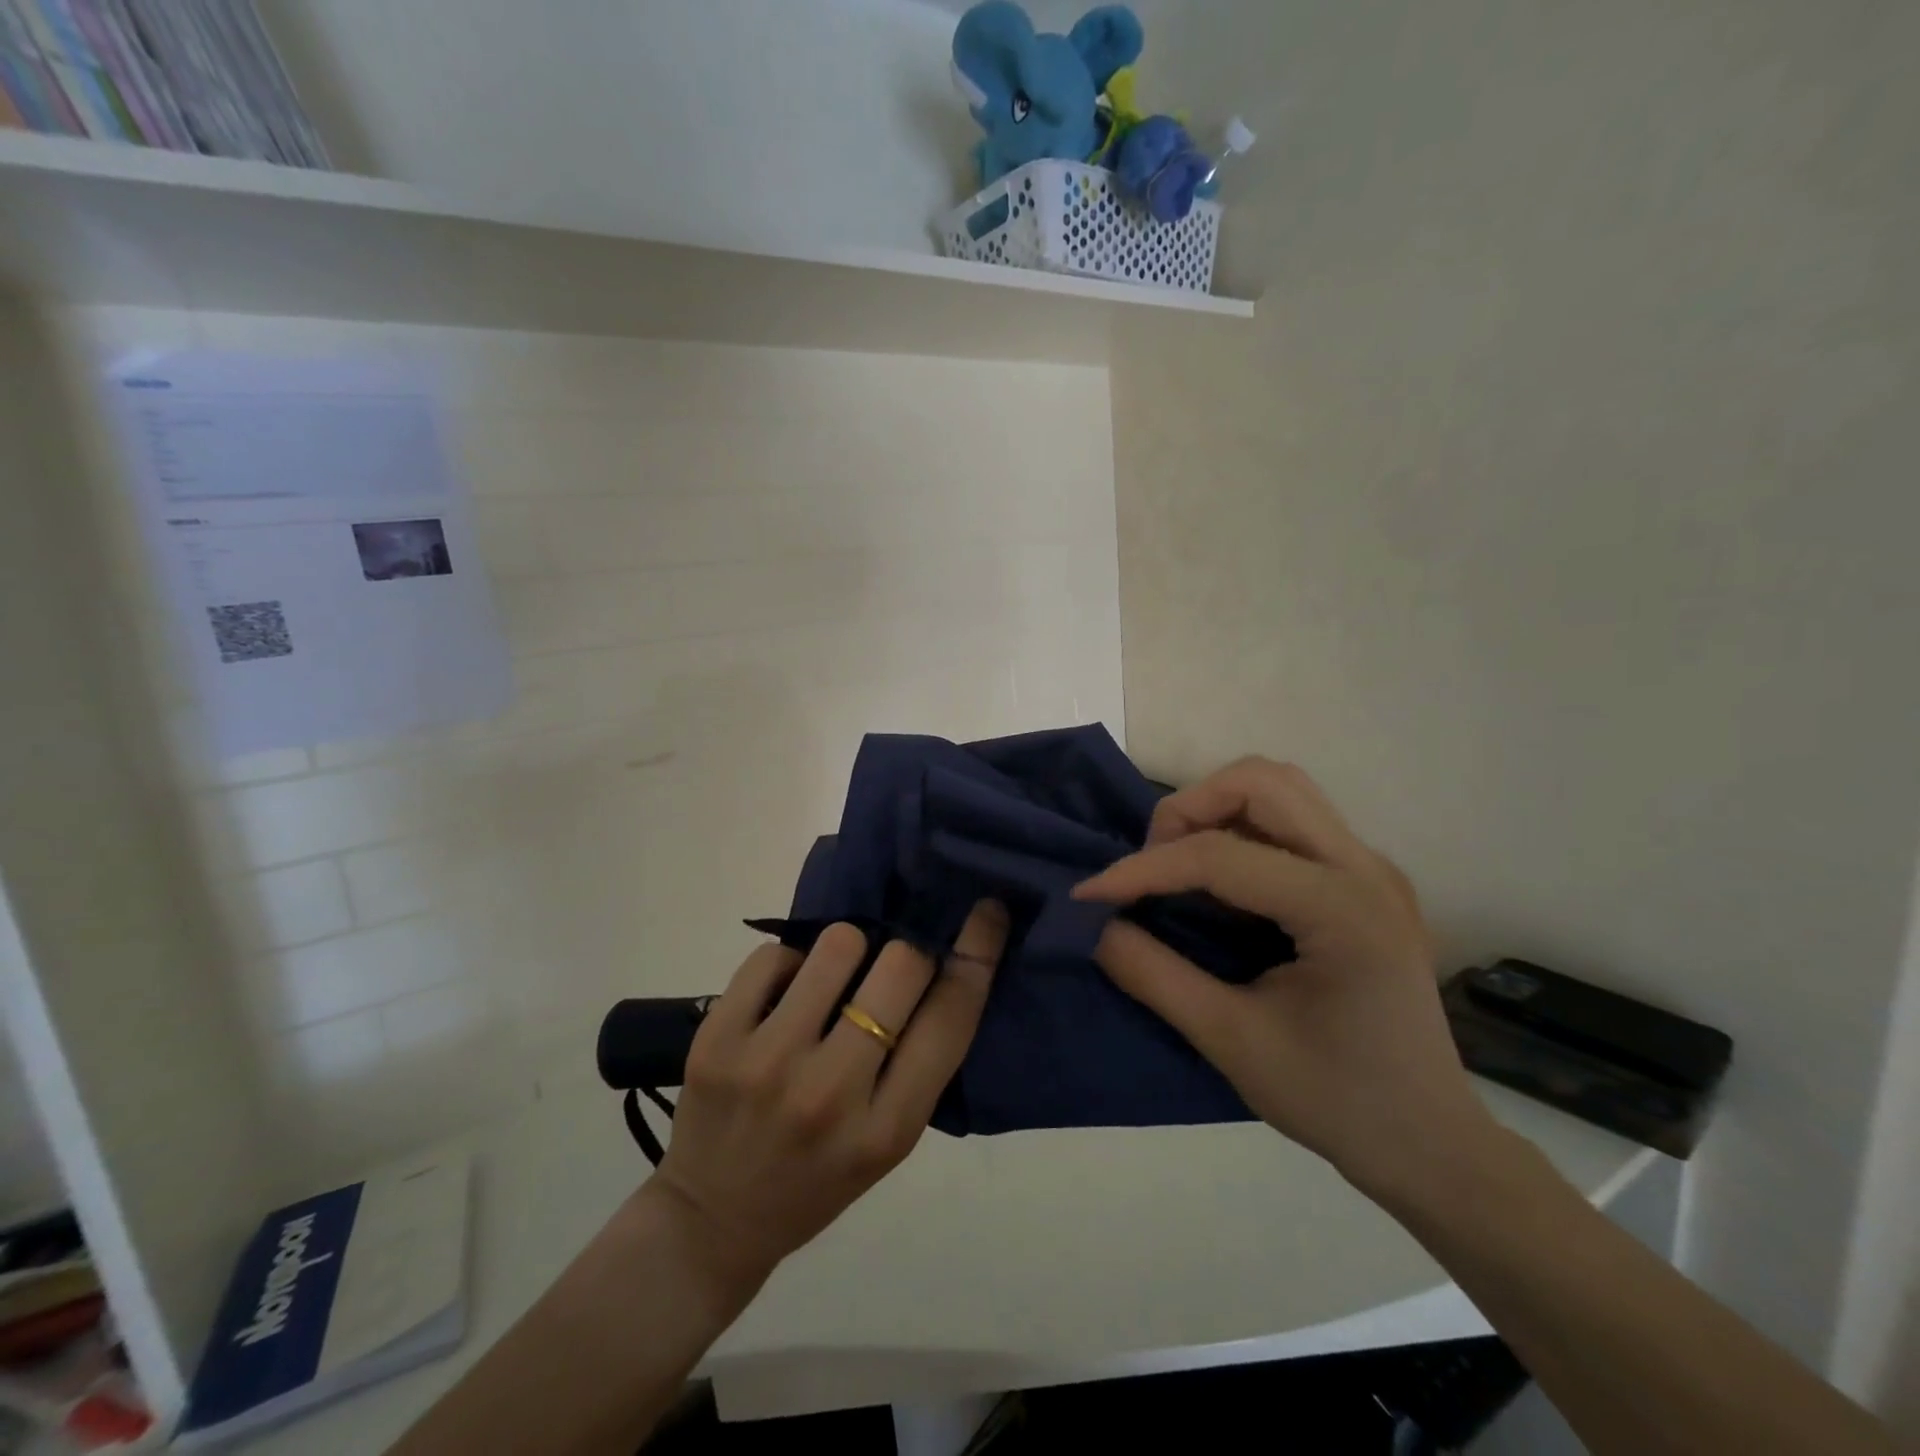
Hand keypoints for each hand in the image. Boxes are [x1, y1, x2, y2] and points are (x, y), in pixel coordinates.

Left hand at [646, 902, 1008, 1288]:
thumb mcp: (889, 1140)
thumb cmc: (818, 1179)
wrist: (713, 1222)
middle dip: (908, 951)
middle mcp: (831, 1093)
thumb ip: (920, 1061)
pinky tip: (784, 997)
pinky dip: (789, 963)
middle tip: (891, 967)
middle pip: (901, 966)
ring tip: (831, 982)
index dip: (977, 953)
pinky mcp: (717, 1040)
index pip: (951, 1017)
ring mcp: (768, 1064)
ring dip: (847, 950)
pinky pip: (773, 954)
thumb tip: (943, 960)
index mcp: (888, 1128)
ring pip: (838, 944)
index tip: (987, 912)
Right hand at [1074, 758, 1495, 1200]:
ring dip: (1215, 809)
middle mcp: (1364, 867)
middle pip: (1262, 782)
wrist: (1430, 1143)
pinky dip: (1240, 828)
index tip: (1088, 896)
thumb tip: (1097, 926)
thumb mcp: (1232, 1043)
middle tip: (1151, 865)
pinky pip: (1291, 819)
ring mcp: (1370, 867)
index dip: (1143, 869)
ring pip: (1279, 788)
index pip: (1221, 855)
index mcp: (1343, 908)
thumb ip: (1155, 976)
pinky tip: (1219, 881)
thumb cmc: (1337, 1101)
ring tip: (1179, 865)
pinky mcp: (1364, 878)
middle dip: (1187, 810)